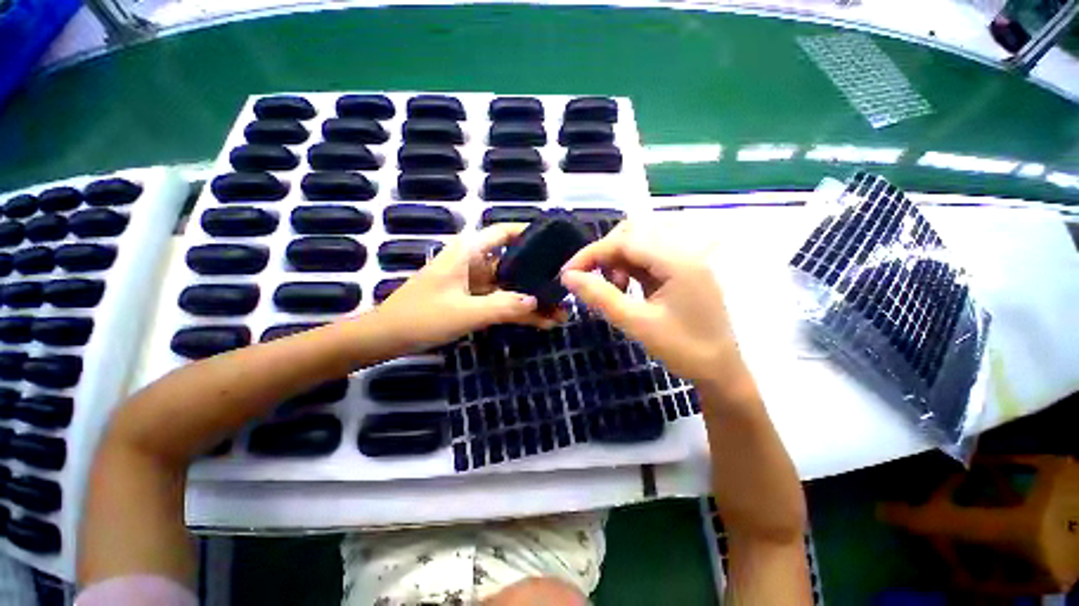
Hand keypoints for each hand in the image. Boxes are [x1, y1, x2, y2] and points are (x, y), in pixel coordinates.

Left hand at [376, 223, 563, 352]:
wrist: (387, 337)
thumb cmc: (422, 316)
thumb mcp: (465, 312)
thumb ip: (502, 305)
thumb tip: (536, 301)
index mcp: (468, 252)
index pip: (504, 233)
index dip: (529, 234)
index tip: (555, 244)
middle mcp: (473, 262)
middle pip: (512, 264)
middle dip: (537, 277)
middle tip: (563, 288)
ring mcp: (473, 283)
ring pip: (508, 286)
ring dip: (530, 299)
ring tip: (559, 312)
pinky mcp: (471, 299)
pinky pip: (499, 301)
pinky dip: (516, 310)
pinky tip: (539, 321)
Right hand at [560, 220, 747, 391]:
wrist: (720, 371)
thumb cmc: (682, 350)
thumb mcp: (636, 323)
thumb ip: (600, 296)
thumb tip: (568, 276)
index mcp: (677, 260)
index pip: (624, 242)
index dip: (591, 254)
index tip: (566, 274)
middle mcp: (683, 251)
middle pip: (633, 233)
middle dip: (604, 253)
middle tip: (589, 279)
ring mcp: (684, 260)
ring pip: (639, 243)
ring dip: (616, 259)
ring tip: (612, 286)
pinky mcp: (681, 270)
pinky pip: (647, 257)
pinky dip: (628, 266)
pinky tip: (624, 286)